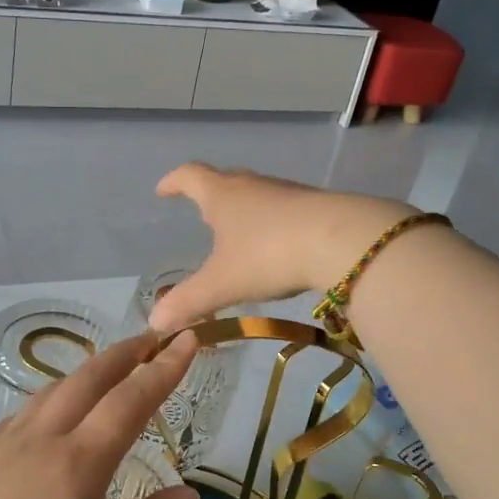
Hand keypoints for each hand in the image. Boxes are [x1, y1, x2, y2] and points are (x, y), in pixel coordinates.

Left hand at [0, 332, 201, 498]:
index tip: (186, 341)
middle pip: (88, 379)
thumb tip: (186, 494)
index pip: (130, 401)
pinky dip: (48, 401)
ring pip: (49, 391)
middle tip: (151, 339)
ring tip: (108, 373)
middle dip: (125, 354)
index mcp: (78, 466)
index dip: (163, 369)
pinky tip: (50, 417)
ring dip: (85, 374)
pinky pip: (19, 416)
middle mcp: (38, 442)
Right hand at [149, 164, 415, 330]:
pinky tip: (278, 247)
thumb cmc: (269, 254)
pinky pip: (285, 210)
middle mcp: (253, 186)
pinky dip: (273, 224)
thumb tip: (155, 321)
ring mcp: (288, 193)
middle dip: (210, 196)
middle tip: (202, 214)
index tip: (163, 190)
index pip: (190, 176)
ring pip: (258, 195)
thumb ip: (188, 302)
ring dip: (244, 210)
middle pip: (225, 181)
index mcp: (223, 195)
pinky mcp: (316, 207)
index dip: (173, 182)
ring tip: (239, 234)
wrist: (343, 241)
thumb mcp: (222, 283)